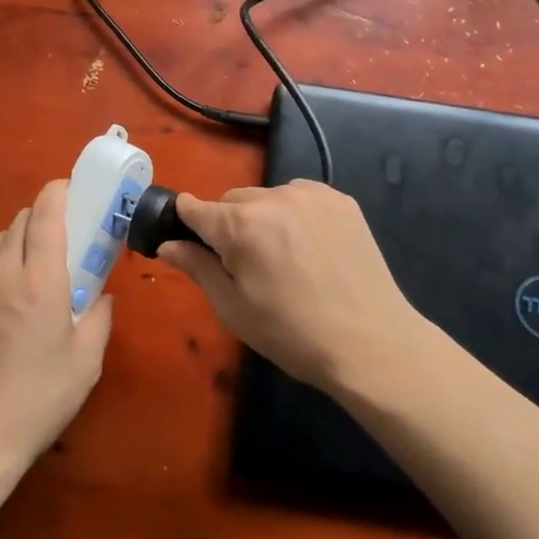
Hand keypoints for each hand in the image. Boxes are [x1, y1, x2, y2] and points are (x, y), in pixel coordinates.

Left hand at [0, 179, 112, 467]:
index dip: (58, 192)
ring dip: (17, 246)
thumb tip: (102, 295)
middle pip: (19, 221)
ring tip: (28, 277)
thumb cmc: (41, 398)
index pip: (46, 215)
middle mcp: (1, 273)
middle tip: (58, 243)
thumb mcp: (87, 361)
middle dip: (41, 220)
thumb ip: (100, 317)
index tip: (70, 189)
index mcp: (40, 281)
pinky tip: (1, 309)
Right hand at [160, 180, 417, 388]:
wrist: (371, 343)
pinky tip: (311, 248)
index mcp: (240, 225)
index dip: (186, 222)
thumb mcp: (234, 308)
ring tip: (285, 258)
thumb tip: (168, 244)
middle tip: (246, 265)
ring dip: (264, 217)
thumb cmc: (292, 334)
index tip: (188, 239)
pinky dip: (295, 214)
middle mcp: (273, 197)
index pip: (195, 207)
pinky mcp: (340, 200)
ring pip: (267, 197)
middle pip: (232, 201)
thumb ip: (197, 268)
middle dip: (230, 225)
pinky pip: (300, 197)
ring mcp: (311, 195)